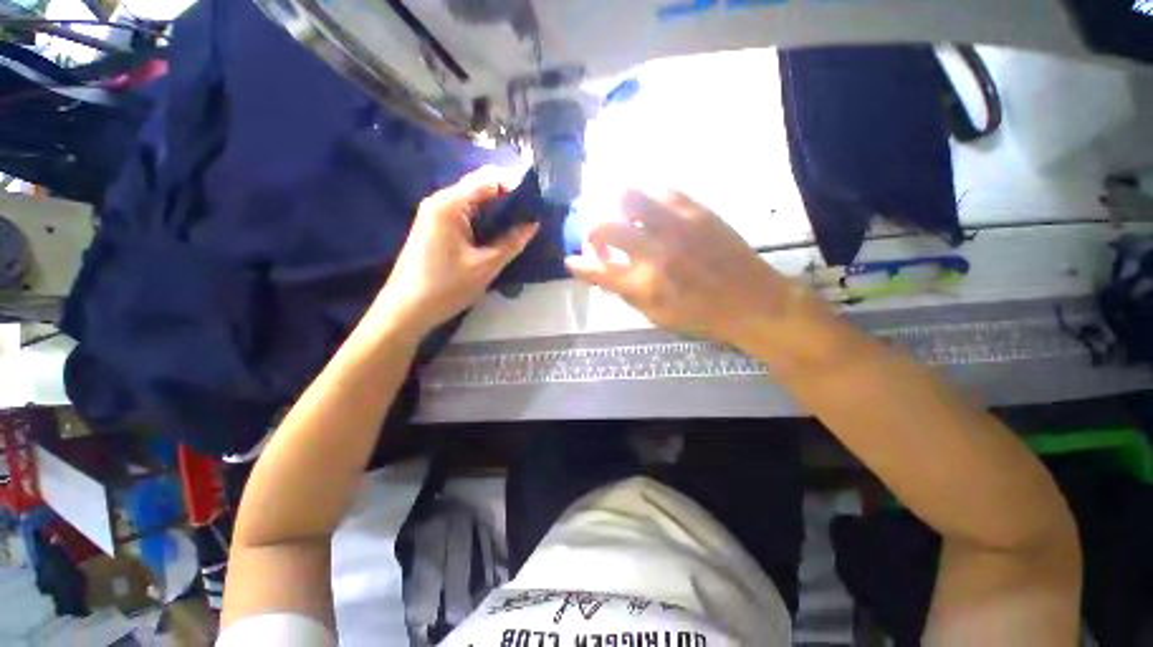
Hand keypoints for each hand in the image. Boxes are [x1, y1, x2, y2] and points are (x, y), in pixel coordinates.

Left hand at [375, 167, 538, 335]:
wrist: (407, 309)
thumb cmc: (447, 286)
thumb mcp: (486, 265)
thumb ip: (512, 242)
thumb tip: (533, 224)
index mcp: (450, 204)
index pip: (488, 181)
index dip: (514, 186)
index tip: (536, 199)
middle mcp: (440, 202)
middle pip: (478, 188)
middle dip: (506, 197)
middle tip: (531, 211)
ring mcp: (434, 215)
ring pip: (472, 203)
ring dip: (495, 210)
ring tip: (521, 220)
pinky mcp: (434, 229)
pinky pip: (464, 215)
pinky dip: (482, 220)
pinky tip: (498, 231)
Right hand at [565, 190, 812, 348]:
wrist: (751, 300)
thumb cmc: (700, 316)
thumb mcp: (656, 316)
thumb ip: (626, 293)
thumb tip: (604, 272)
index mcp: (645, 286)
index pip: (598, 270)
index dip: (579, 265)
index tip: (571, 260)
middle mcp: (655, 253)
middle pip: (605, 227)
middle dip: (591, 232)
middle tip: (599, 240)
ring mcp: (677, 227)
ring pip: (629, 196)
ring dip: (615, 207)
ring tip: (622, 217)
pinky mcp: (697, 211)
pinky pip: (662, 190)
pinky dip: (647, 198)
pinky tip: (650, 209)